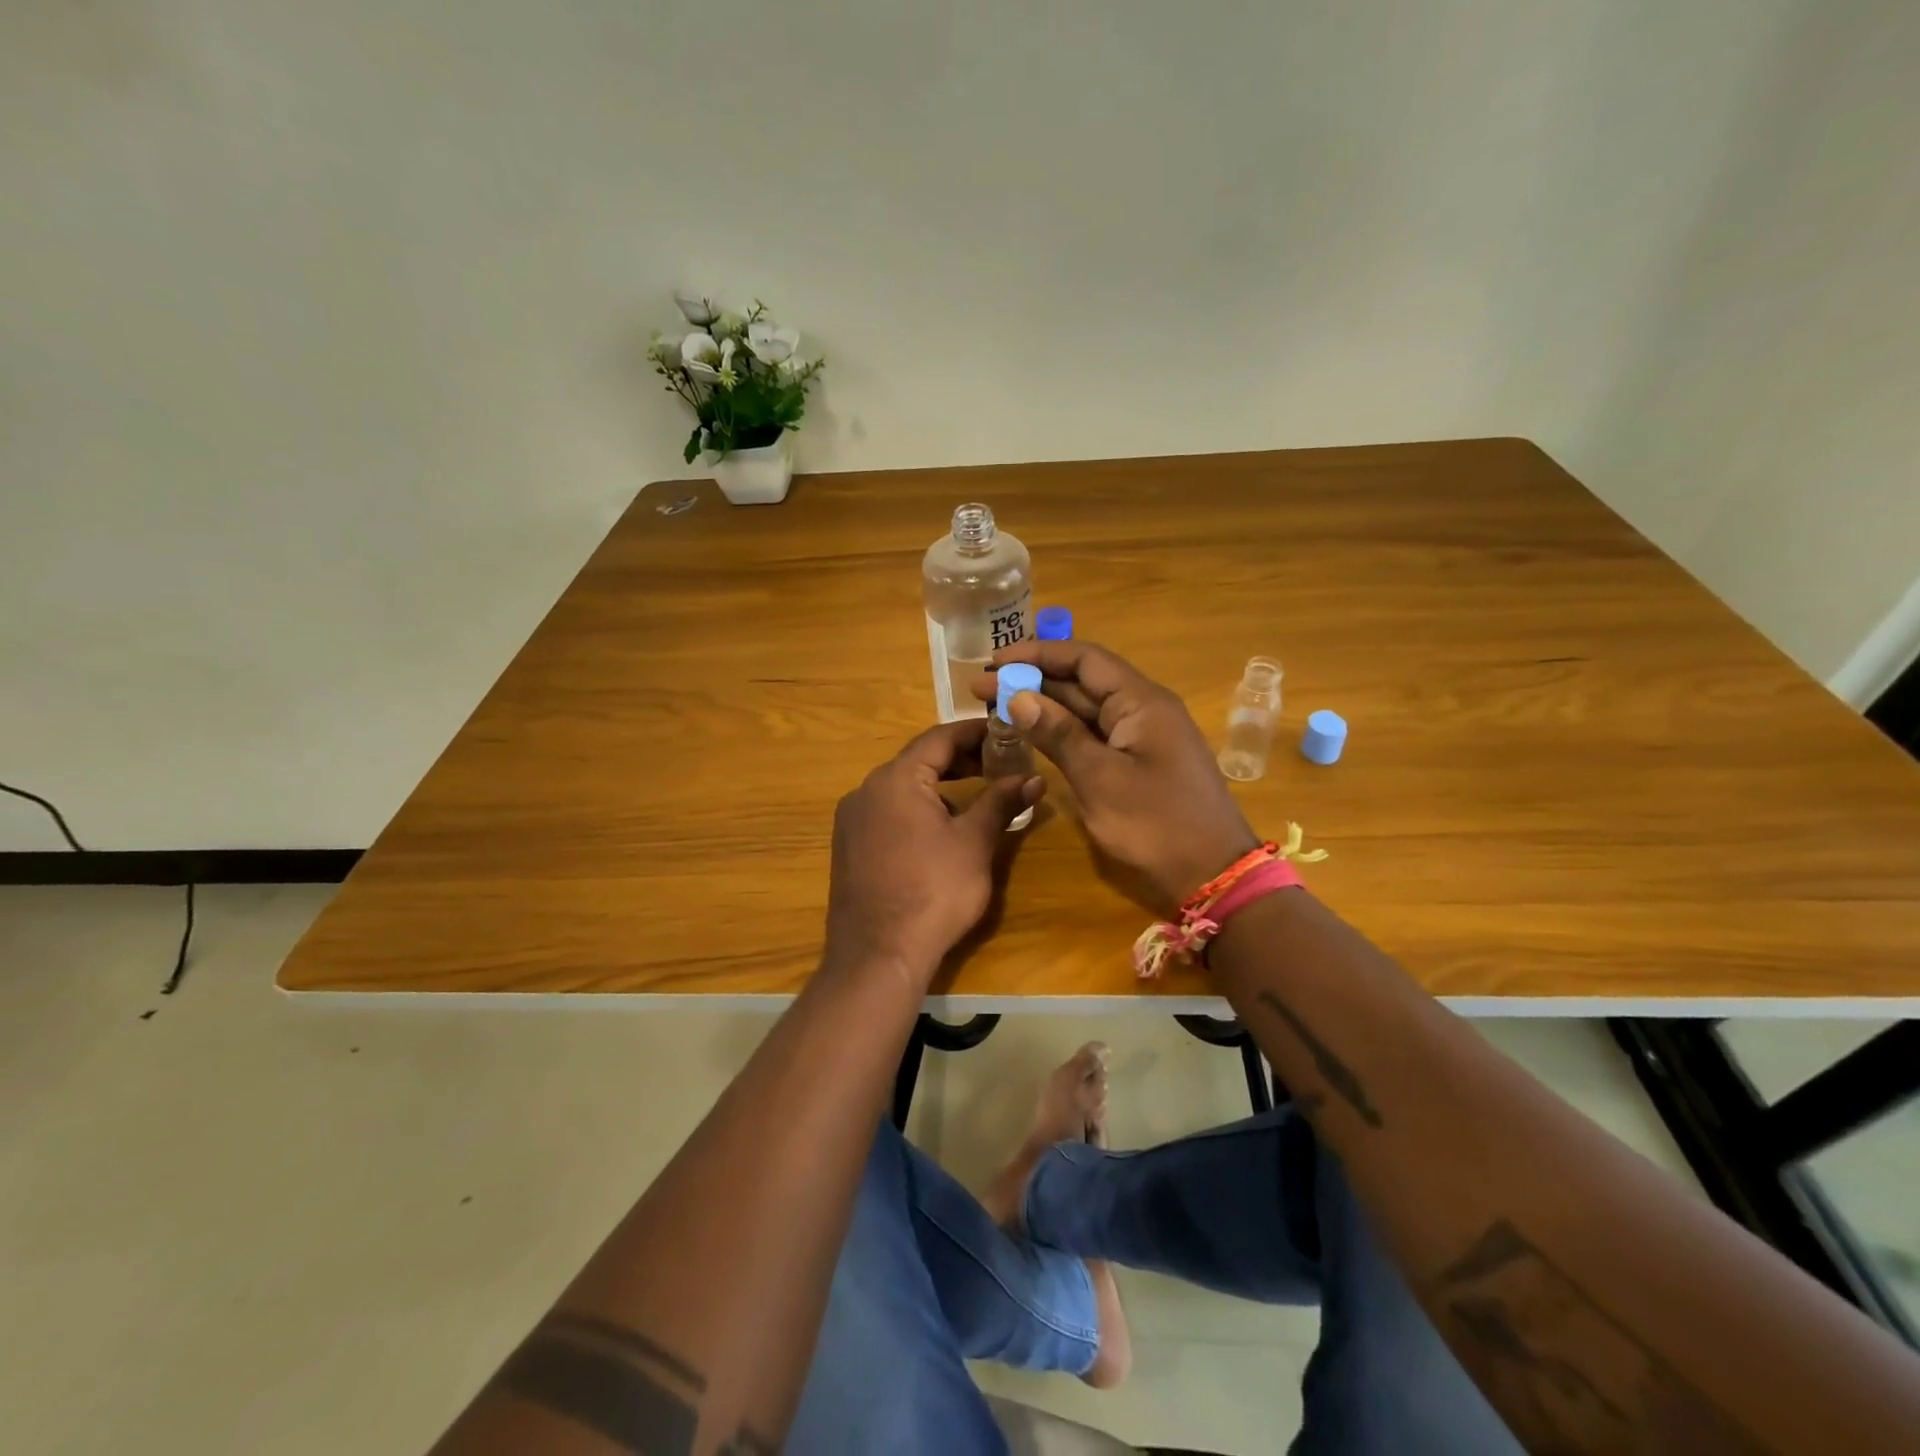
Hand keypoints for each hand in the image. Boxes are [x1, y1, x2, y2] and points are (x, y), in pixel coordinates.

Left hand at [825, 720, 1044, 979]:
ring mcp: (852, 820)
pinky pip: (887, 813)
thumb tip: (1034, 778)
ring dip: (939, 787)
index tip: (1006, 732)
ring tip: (975, 799)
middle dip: (959, 760)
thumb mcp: (974, 842)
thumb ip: (1001, 802)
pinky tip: (940, 832)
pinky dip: (917, 809)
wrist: (878, 955)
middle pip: (918, 761)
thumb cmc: (934, 891)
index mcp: (895, 779)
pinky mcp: (848, 846)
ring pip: (901, 788)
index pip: (939, 738)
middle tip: (998, 764)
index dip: (975, 732)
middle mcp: (866, 790)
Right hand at [978, 641, 1256, 916]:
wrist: (1212, 876)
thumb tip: (1018, 695)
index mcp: (1141, 701)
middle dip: (1033, 680)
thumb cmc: (1156, 824)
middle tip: (981, 688)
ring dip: (1044, 705)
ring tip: (996, 705)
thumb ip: (1058, 733)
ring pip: (1086, 710)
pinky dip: (1062, 732)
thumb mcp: (1099, 778)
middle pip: (1083, 681)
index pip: (1084, 658)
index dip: (1037, 654)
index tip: (994, 662)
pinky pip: (1095, 736)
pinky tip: (1032, 734)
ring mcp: (1141, 738)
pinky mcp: (1137, 763)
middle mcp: (1143, 709)